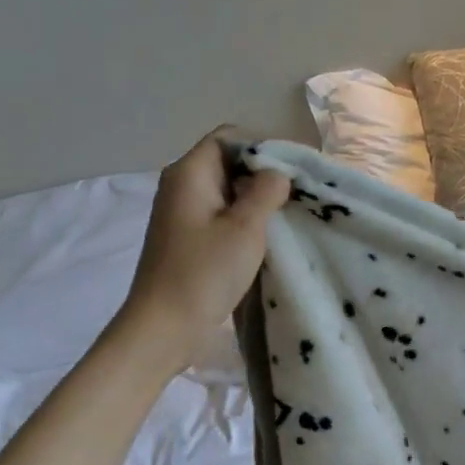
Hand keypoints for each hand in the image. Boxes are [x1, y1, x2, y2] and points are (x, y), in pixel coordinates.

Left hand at [114, 133, 289, 372]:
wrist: (165, 327)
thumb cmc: (204, 273)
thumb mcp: (245, 227)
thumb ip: (266, 191)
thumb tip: (277, 173)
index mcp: (189, 173)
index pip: (229, 137)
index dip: (263, 146)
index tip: (294, 169)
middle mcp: (182, 186)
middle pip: (229, 162)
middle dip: (264, 173)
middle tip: (299, 193)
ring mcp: (184, 214)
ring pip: (228, 190)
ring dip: (258, 199)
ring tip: (290, 214)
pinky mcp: (190, 238)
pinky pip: (223, 214)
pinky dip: (246, 219)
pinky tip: (268, 236)